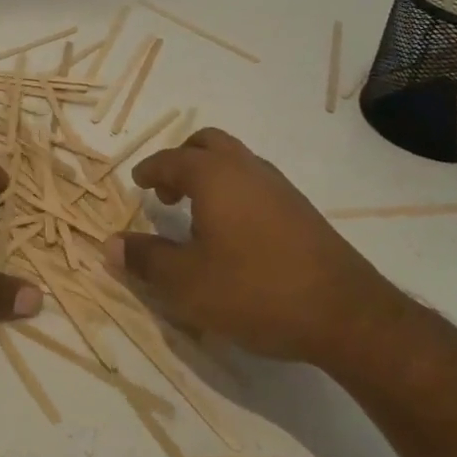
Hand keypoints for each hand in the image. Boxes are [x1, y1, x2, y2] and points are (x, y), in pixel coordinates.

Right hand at [105, 127, 409, 369]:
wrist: (345, 313)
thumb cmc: (255, 290)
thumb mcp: (187, 284)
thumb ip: (146, 261)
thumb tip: (110, 245)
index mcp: (214, 176)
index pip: (170, 160)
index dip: (149, 171)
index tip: (137, 184)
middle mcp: (246, 168)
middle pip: (207, 143)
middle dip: (181, 160)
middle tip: (167, 192)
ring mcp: (279, 186)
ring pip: (235, 160)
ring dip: (210, 175)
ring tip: (197, 213)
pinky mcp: (301, 209)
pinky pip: (255, 182)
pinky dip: (234, 190)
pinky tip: (234, 232)